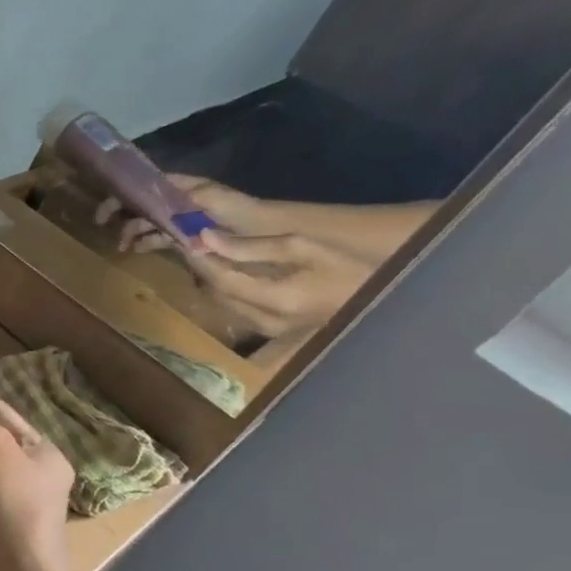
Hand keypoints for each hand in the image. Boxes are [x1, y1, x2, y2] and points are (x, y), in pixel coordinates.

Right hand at [96, 174, 279, 252]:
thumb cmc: (246, 215)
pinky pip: (164, 236)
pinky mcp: (193, 236)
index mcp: (186, 189)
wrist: (278, 236)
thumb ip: (184, 202)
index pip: (147, 185)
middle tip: (103, 228)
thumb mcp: (214, 201)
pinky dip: (149, 241)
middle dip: (124, 214)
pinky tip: (139, 250)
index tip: (106, 210)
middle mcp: (182, 201)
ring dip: (134, 231)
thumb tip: (154, 214)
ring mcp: (187, 219)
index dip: (124, 193)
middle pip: (145, 203)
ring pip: (151, 221)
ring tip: (123, 247)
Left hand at [191, 228, 372, 337]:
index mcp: (275, 300)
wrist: (385, 297)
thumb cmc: (348, 265)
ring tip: (208, 254)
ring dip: (212, 280)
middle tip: (193, 244)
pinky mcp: (273, 332)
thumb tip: (206, 238)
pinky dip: (227, 291)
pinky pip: (237, 310)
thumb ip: (252, 246)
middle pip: (217, 294)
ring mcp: (269, 331)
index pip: (220, 280)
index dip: (199, 259)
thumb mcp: (303, 246)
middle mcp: (266, 322)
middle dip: (202, 268)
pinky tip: (229, 272)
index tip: (186, 238)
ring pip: (223, 304)